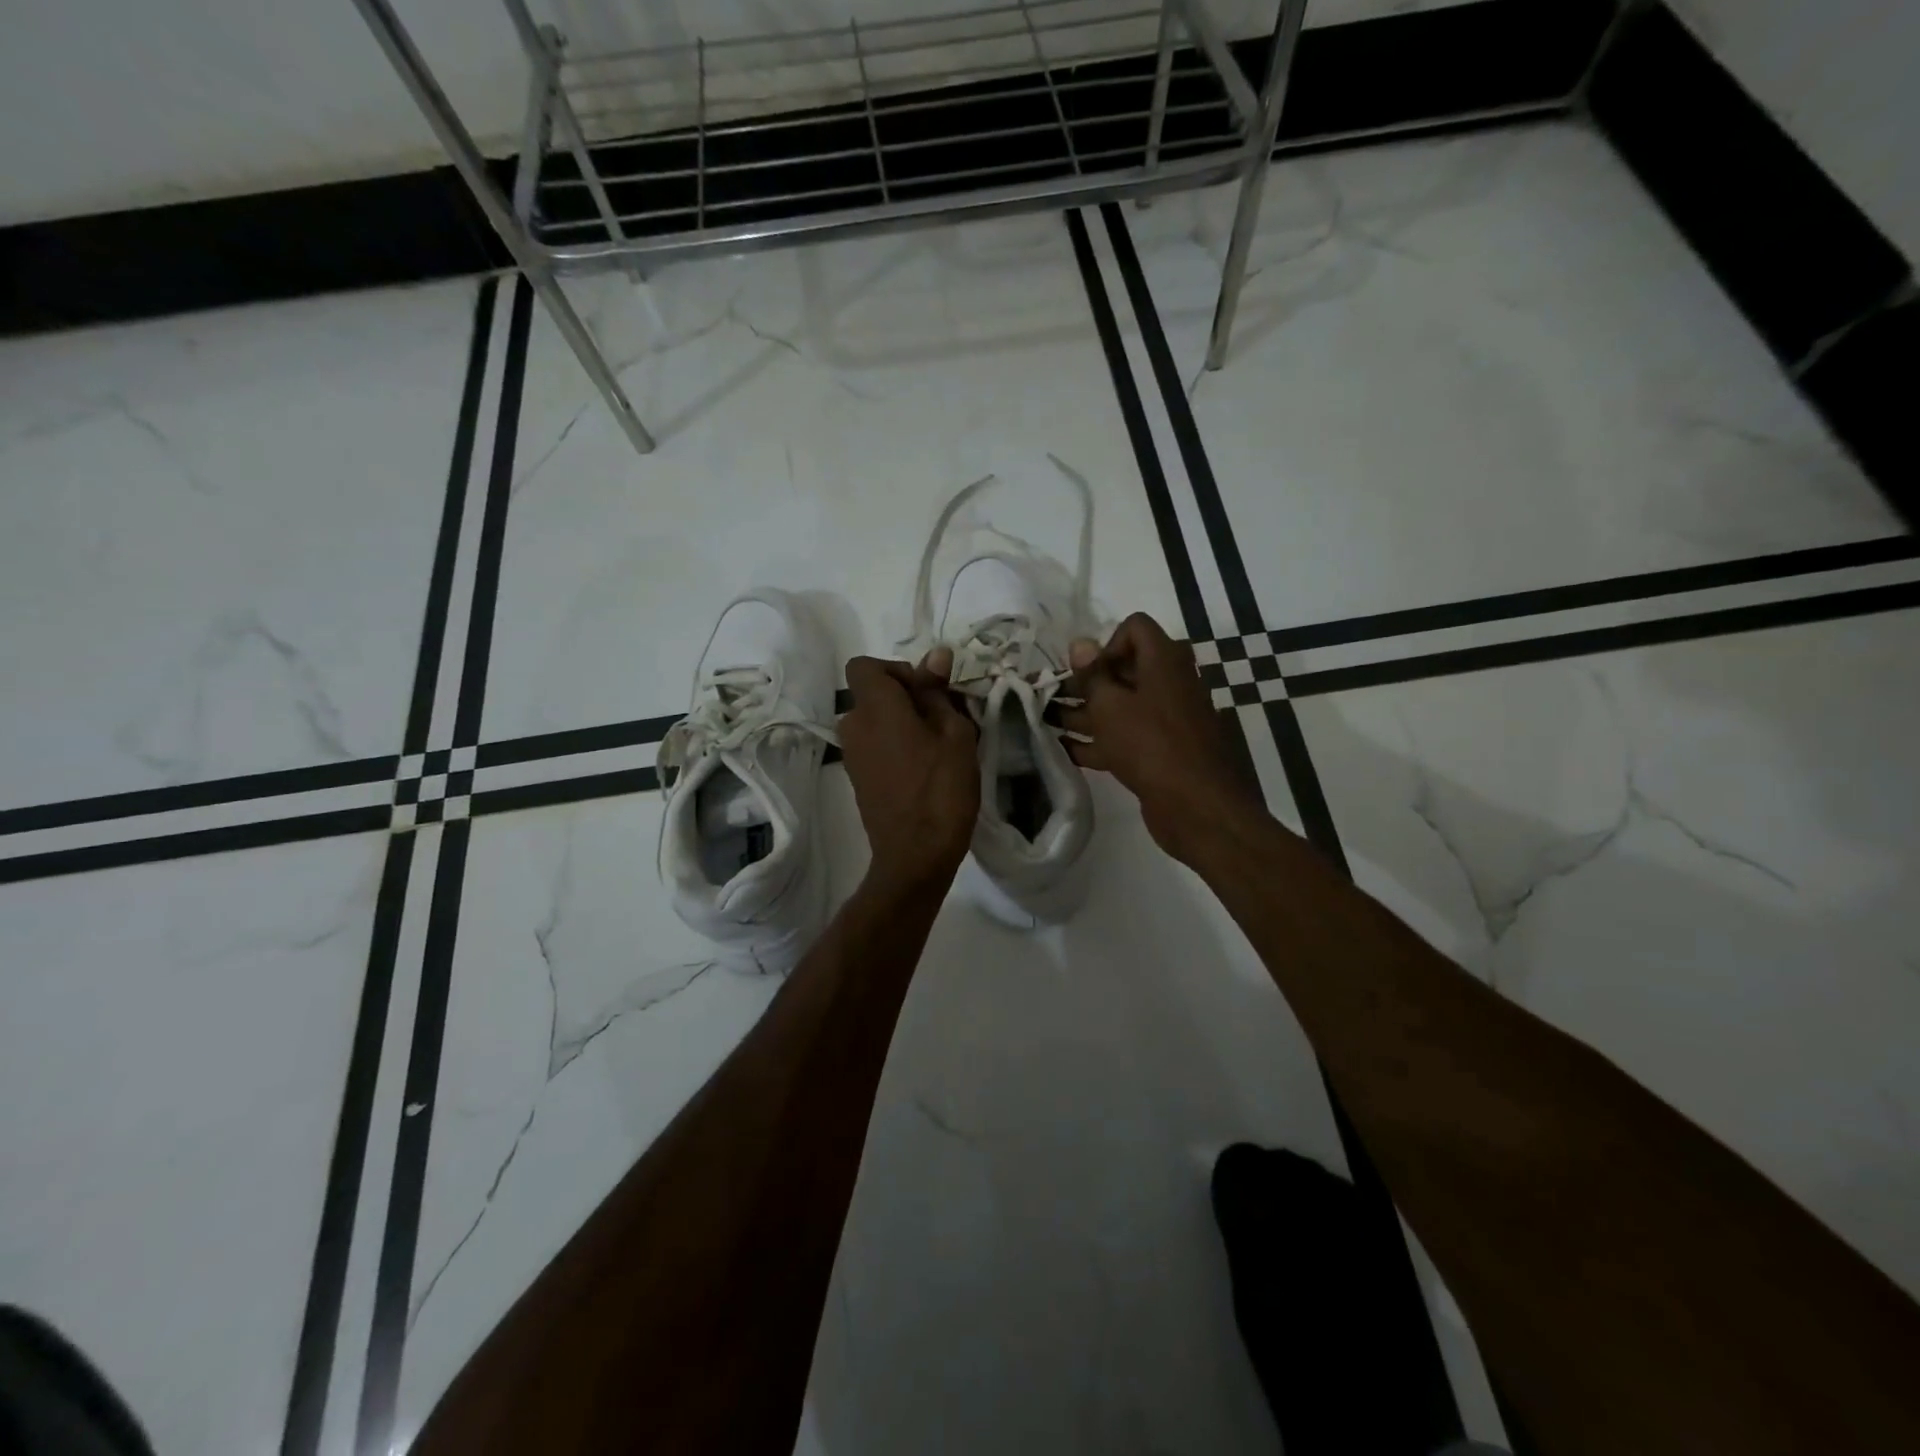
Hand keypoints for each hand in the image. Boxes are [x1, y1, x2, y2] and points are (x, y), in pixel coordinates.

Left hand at [840, 649, 979, 893]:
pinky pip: (876, 746)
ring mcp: (852, 756)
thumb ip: (938, 692)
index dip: (897, 669)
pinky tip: (926, 769)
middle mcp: (853, 726)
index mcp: (874, 708)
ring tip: (940, 747)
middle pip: (873, 694)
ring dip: (904, 724)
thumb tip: (935, 655)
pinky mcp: (859, 779)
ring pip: (876, 721)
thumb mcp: (955, 734)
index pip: (864, 665)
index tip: (928, 691)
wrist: (915, 856)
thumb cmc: (941, 790)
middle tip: (945, 720)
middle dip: (907, 698)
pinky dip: (897, 746)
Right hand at [1059, 612, 1264, 862]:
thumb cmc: (1150, 744)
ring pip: (1120, 707)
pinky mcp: (1160, 752)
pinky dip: (1097, 741)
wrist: (1197, 806)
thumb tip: (1080, 642)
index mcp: (1164, 661)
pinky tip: (1064, 751)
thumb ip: (1092, 674)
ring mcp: (1166, 720)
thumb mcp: (1111, 706)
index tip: (1086, 672)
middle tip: (1049, 695)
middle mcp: (1168, 684)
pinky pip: (1125, 737)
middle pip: (1123, 671)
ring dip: (1083, 713)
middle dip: (1084, 683)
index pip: (1135, 628)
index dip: (1106, 643)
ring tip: (1044, 721)